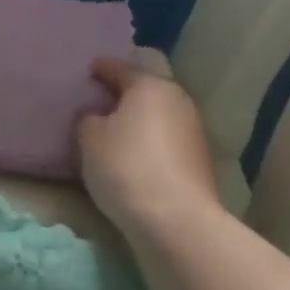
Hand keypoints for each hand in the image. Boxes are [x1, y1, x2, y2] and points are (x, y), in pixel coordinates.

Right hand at [77, 57, 220, 236]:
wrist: (176, 220)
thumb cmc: (126, 166)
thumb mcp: (89, 138)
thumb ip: (89, 119)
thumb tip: (97, 117)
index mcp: (150, 86)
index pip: (120, 68)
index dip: (101, 69)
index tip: (89, 70)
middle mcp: (177, 100)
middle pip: (146, 90)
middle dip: (125, 94)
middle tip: (101, 100)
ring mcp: (194, 131)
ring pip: (159, 116)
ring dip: (140, 120)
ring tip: (117, 130)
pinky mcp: (200, 161)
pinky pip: (167, 141)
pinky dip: (152, 142)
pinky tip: (137, 155)